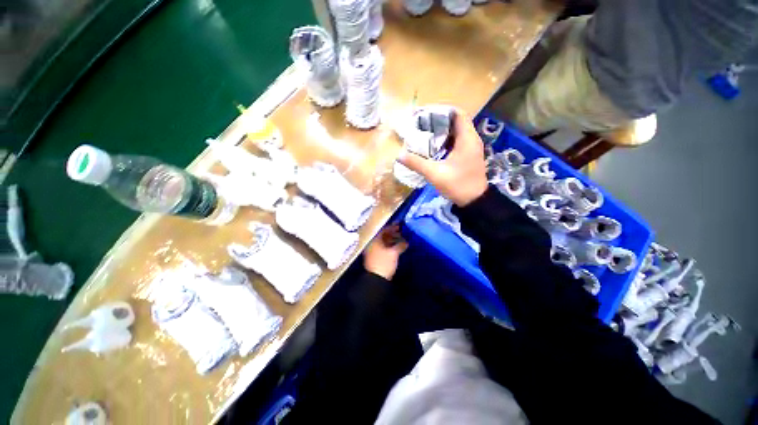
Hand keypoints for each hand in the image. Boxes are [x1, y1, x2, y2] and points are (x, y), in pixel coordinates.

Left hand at [364, 225, 408, 279]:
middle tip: (401, 231)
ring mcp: (373, 252)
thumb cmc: (384, 264)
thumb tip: (406, 242)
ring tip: (401, 239)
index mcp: (374, 241)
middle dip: (392, 234)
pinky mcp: (376, 258)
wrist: (376, 280)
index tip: (399, 225)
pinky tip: (397, 248)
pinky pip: (383, 248)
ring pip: (383, 243)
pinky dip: (390, 247)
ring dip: (392, 240)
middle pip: (383, 236)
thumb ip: (400, 245)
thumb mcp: (394, 253)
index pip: (383, 230)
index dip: (392, 227)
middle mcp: (372, 244)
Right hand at [397, 108, 487, 205]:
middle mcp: (472, 139)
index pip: (458, 114)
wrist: (475, 201)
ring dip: (443, 131)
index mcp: (467, 139)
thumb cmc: (457, 185)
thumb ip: (417, 163)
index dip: (443, 111)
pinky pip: (458, 141)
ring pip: (457, 132)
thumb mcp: (435, 174)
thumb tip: (399, 155)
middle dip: (439, 121)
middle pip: (457, 122)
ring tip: (426, 133)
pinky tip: (434, 147)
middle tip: (422, 124)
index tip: (427, 114)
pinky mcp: (469, 155)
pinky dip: (446, 140)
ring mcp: (472, 148)